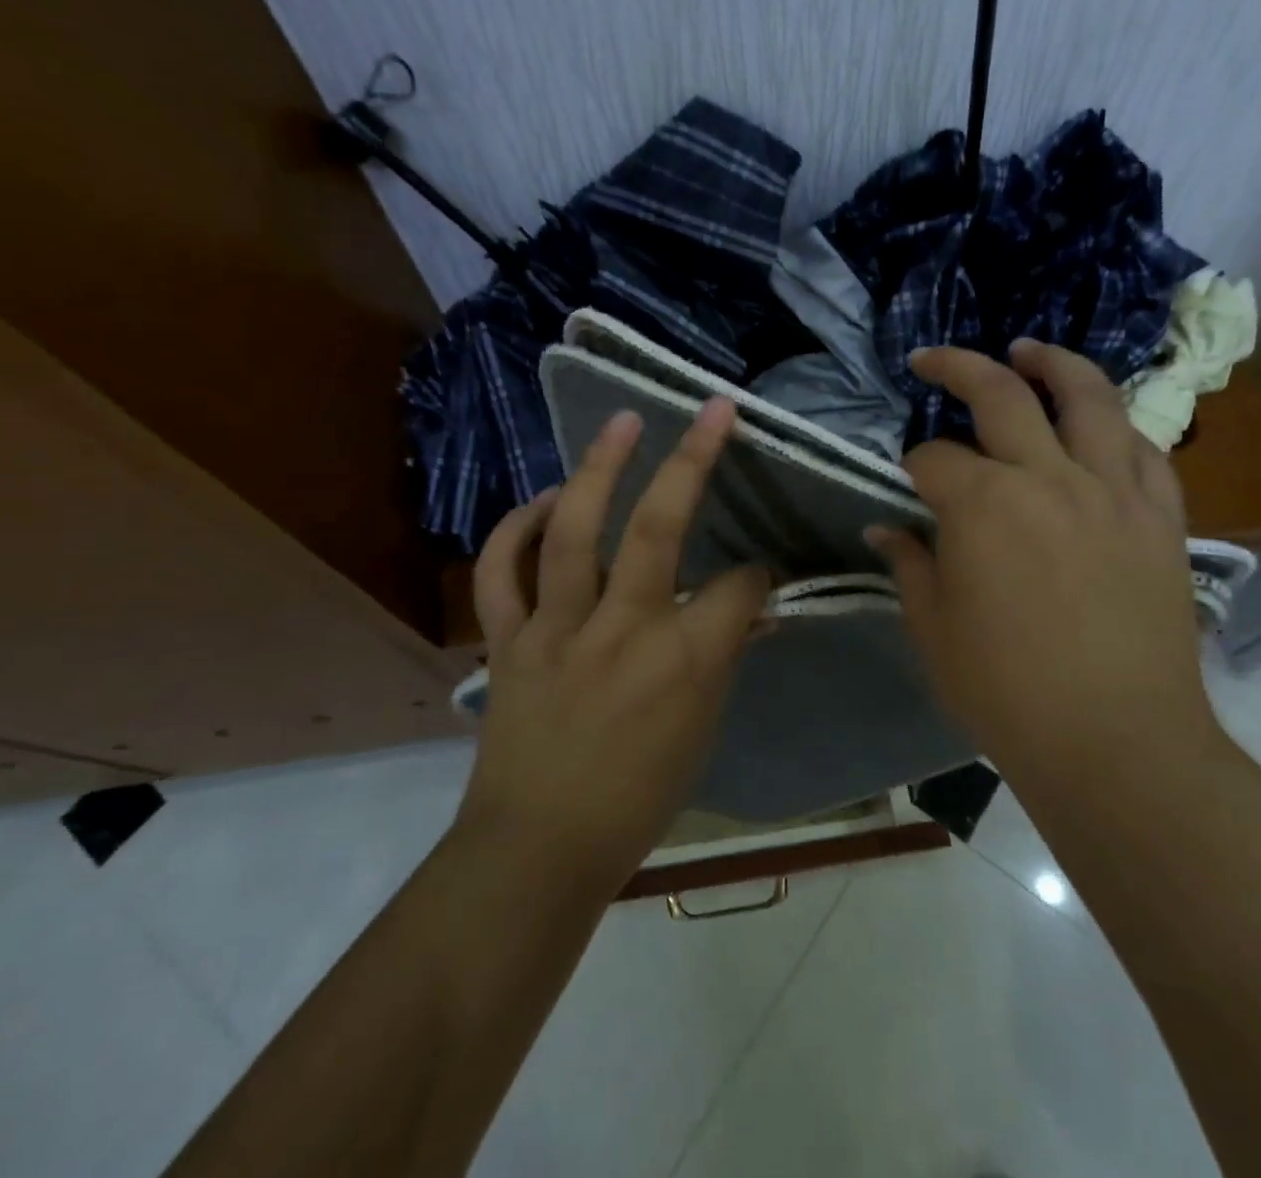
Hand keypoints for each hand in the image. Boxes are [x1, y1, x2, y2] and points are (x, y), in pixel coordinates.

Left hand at [457, 399, 771, 889]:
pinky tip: (543, 500)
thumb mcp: (702, 730)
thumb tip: (748, 610)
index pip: (739, 586)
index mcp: (684, 661)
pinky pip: (503, 572)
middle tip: (711, 412)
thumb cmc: (637, 798)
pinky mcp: (509, 640)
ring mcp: (557, 629)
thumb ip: (723, 657)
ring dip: (599, 468)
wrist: (538, 848)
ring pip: (574, 532)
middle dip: (692, 461)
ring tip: (622, 423)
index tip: (758, 575)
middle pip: (659, 529)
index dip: (758, 574)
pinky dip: (518, 529)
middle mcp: (622, 630)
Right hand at [870, 341, 1214, 789]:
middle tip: (934, 359)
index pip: (933, 458)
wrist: (1116, 743)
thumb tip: (885, 530)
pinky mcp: (1161, 517)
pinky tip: (1100, 425)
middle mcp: (1048, 477)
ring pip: (1088, 398)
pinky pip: (1144, 450)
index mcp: (982, 505)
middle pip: (1001, 395)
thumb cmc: (1007, 691)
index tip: (907, 485)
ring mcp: (1113, 491)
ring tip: (1029, 349)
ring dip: (1053, 364)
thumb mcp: (933, 629)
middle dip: (958, 368)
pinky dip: (1117, 426)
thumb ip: (909, 565)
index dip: (912, 467)